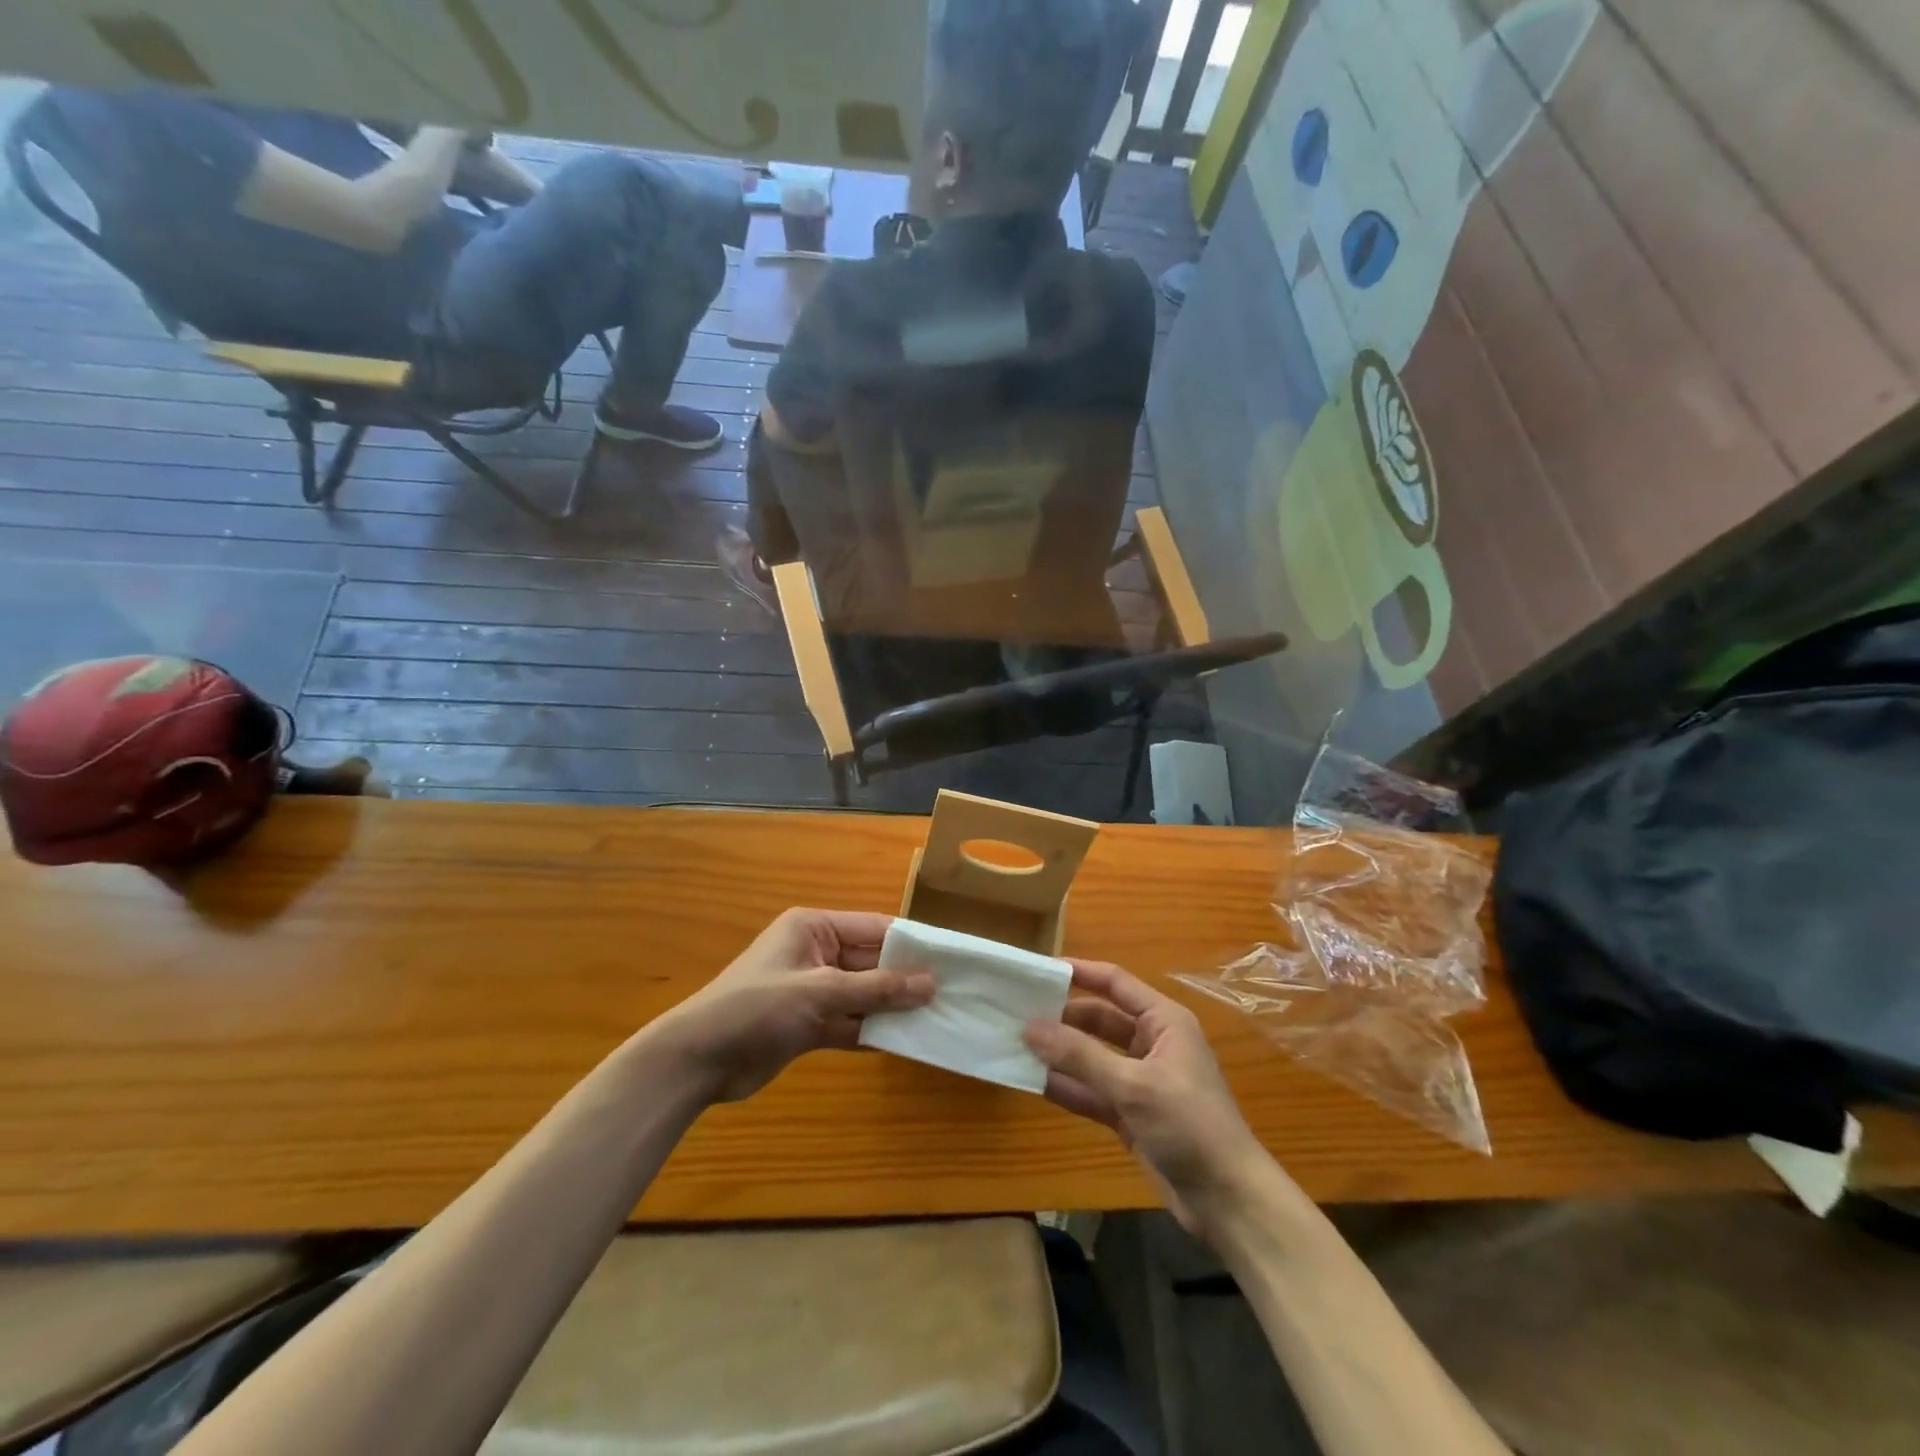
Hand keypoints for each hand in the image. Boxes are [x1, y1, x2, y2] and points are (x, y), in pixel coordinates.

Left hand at [654, 908, 932, 1103]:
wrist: (697, 1061)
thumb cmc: (756, 1008)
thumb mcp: (820, 992)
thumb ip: (876, 989)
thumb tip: (930, 983)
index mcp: (814, 928)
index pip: (874, 928)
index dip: (911, 943)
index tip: (950, 958)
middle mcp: (816, 953)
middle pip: (871, 962)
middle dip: (905, 979)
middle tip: (951, 993)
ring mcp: (812, 990)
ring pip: (863, 995)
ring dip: (892, 1008)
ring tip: (938, 1018)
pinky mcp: (808, 1024)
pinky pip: (850, 1022)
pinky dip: (873, 1031)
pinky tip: (906, 1042)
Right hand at [1025, 961, 1275, 1234]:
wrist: (1229, 1201)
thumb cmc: (1189, 1125)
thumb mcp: (1133, 1086)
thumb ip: (1080, 1056)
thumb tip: (1030, 1026)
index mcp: (1163, 1021)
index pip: (1115, 983)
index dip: (1078, 972)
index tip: (1038, 970)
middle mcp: (1151, 1043)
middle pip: (1098, 1019)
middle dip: (1061, 1017)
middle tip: (1016, 1013)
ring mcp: (1139, 1080)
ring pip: (1091, 1056)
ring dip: (1059, 1053)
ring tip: (1015, 1044)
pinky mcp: (1130, 1114)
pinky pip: (1091, 1090)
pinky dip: (1066, 1086)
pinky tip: (1032, 1082)